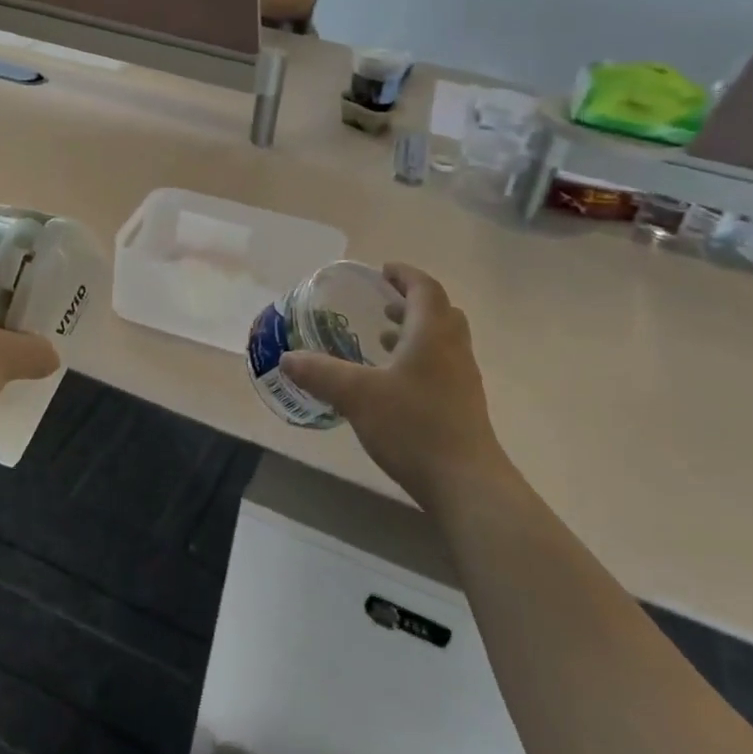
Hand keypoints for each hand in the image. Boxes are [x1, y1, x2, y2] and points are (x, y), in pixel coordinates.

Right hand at [280, 263, 503, 504]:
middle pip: (441, 312)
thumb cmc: (413, 426)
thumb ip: (321, 373)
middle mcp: (454, 350)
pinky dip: (421, 360)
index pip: (425, 289)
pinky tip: (396, 384)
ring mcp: (463, 380)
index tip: (383, 271)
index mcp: (432, 334)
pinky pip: (443, 366)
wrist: (465, 482)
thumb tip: (287, 358)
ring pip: (444, 341)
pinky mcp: (464, 406)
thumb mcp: (356, 395)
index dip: (405, 275)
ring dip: (417, 333)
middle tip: (384, 304)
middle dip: (413, 303)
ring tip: (385, 341)